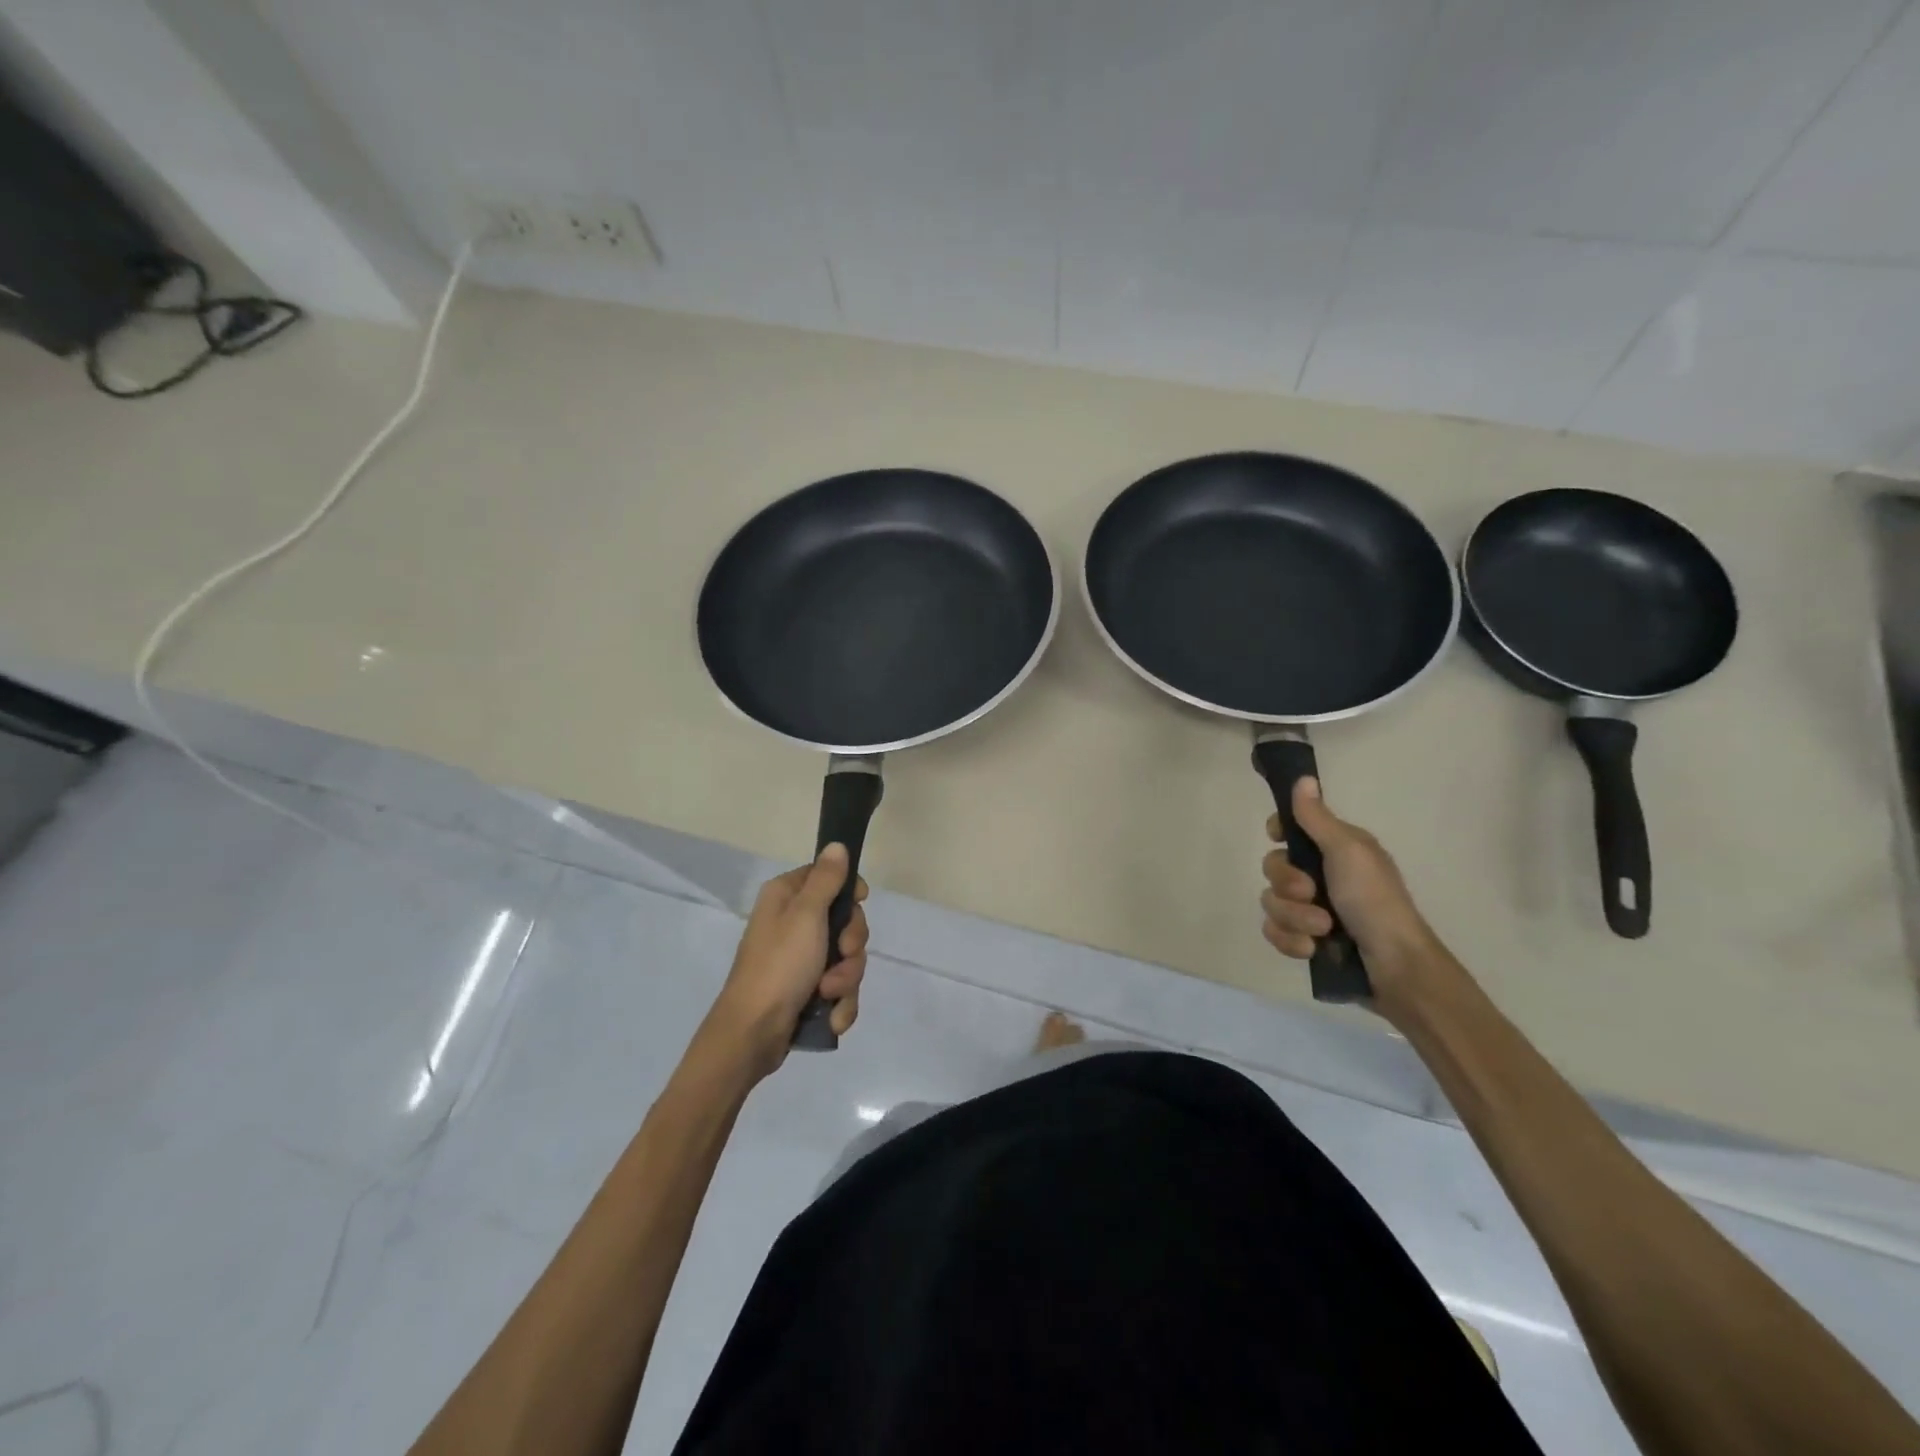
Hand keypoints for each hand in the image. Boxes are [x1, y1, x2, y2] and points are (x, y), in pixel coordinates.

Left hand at [706, 845, 868, 1077]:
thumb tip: (836, 844)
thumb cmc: (779, 965)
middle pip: (845, 921)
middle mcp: (792, 923)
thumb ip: (826, 879)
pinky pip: (839, 988)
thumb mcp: (806, 915)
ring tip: (827, 994)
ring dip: (846, 979)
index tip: (859, 903)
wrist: (753, 1033)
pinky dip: (840, 1003)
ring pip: (846, 958)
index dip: (849, 891)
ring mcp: (800, 960)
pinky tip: (832, 1017)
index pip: (828, 877)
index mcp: (786, 898)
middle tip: (841, 954)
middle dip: (851, 945)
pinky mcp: (807, 991)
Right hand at [1261, 776, 1446, 1017]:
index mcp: (1335, 849)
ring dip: (1294, 917)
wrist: (1394, 966)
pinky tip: (1312, 949)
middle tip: (1311, 893)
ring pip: (1271, 902)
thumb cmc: (1374, 901)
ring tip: (1322, 930)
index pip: (1291, 828)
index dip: (1280, 831)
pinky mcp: (1304, 940)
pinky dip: (1291, 941)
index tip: (1279, 837)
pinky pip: (1274, 932)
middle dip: (1288, 884)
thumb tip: (1303, 778)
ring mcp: (1310, 909)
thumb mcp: (1347, 851)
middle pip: (1273, 866)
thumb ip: (1317, 818)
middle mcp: (1321, 875)